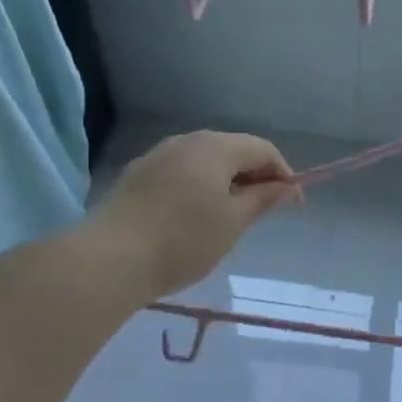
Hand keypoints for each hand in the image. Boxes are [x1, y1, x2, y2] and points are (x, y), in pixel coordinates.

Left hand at [90, 131, 300, 299]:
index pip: (262, 149)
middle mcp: (186, 141)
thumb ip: (263, 199)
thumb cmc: (183, 240)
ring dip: (226, 181)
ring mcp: (158, 156)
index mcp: (215, 147)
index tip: (292, 204)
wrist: (109, 259)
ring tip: (232, 214)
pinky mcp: (137, 175)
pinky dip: (200, 186)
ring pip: (205, 160)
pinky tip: (196, 215)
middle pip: (233, 149)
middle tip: (265, 209)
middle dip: (255, 175)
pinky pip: (181, 172)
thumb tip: (287, 187)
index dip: (283, 173)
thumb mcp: (233, 223)